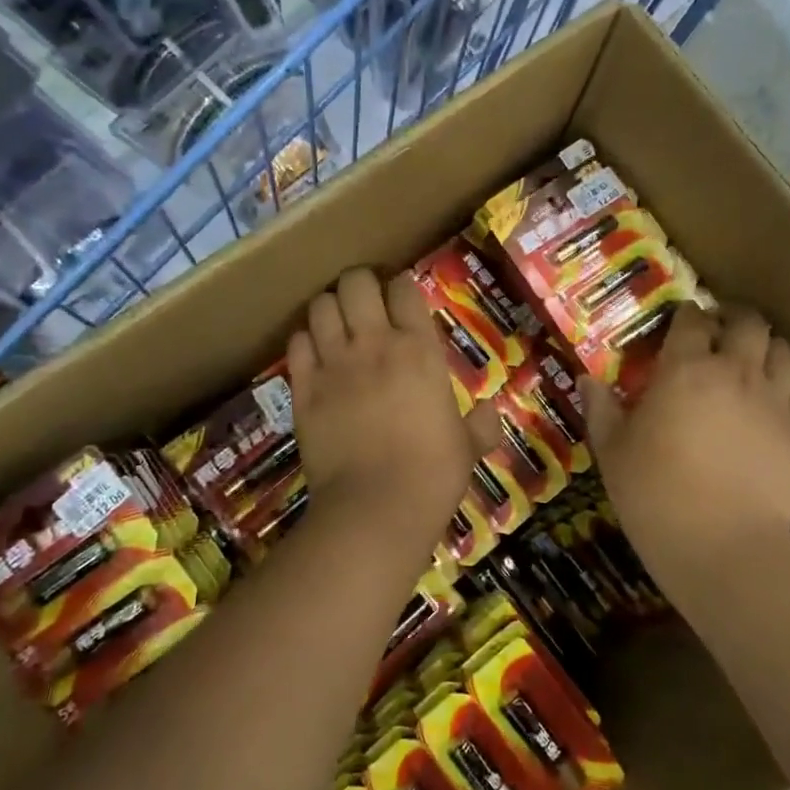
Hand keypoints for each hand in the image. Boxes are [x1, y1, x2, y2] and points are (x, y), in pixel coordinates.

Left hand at [288, 269, 500, 552]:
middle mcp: (374, 344)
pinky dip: (304, 341)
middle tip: (365, 303)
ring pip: (320, 305)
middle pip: (356, 282)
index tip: (402, 300)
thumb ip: (481, 425)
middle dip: (360, 285)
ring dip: (329, 308)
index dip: (401, 289)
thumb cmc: (433, 473)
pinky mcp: (304, 388)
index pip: (404, 290)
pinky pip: (297, 344)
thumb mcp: (468, 447)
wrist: (376, 507)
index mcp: (420, 350)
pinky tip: (315, 354)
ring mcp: (334, 364)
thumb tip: (492, 415)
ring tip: (337, 324)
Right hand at [581, 305, 789, 579]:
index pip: (691, 320)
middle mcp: (735, 372)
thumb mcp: (613, 451)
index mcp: (686, 369)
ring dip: (765, 347)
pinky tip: (774, 404)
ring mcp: (774, 401)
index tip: (678, 322)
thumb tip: (587, 379)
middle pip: (748, 322)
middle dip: (734, 317)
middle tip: (719, 330)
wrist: (723, 546)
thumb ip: (601, 409)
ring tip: (751, 360)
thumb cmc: (655, 494)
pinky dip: (789, 390)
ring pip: (783, 351)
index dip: (685, 316)